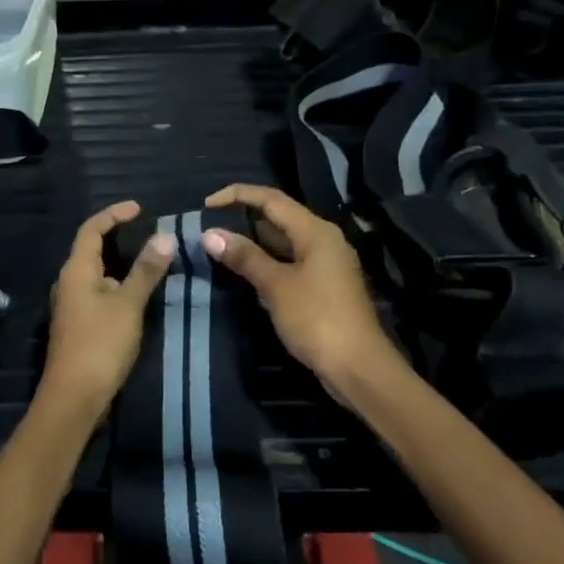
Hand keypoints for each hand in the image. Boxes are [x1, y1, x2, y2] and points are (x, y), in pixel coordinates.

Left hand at [41, 201, 174, 408]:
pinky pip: (98, 293)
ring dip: (119, 263)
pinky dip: (117, 284)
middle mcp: (69, 283)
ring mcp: (72, 306)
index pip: (91, 229)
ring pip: (96, 273)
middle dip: (117, 236)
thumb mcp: (128, 304)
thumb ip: (146, 270)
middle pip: (91, 249)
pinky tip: (137, 294)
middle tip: (148, 232)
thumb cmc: (100, 344)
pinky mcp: (79, 325)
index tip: (139, 208)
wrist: (74, 397)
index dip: (113, 214)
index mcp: (76, 270)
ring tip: (149, 260)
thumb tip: (165, 236)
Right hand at [202, 184, 398, 393]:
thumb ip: (245, 257)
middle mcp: (323, 240)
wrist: (357, 367)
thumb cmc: (317, 319)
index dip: (238, 195)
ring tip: (218, 245)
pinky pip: (289, 262)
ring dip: (253, 241)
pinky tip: (244, 271)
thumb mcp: (276, 286)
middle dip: (243, 218)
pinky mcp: (322, 287)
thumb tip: (210, 234)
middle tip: (208, 226)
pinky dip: (265, 262)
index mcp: (316, 231)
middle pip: (278, 217)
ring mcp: (325, 264)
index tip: (206, 205)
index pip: (272, 199)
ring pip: (283, 242)